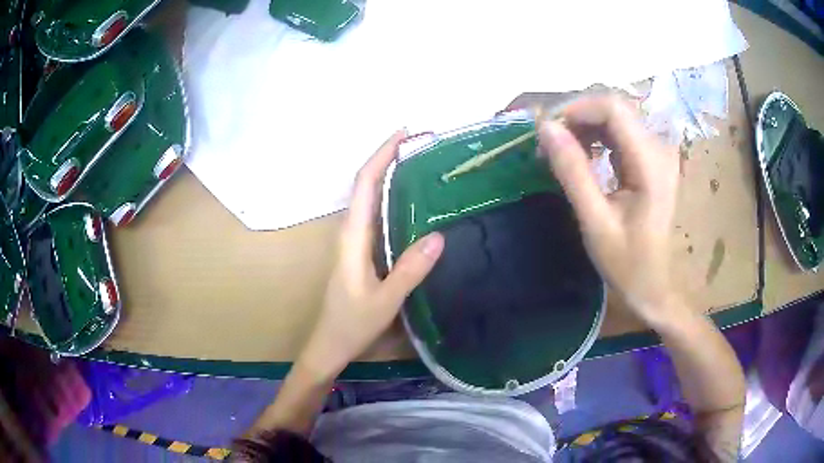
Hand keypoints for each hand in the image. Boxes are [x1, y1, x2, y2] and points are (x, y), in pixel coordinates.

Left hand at [298, 130, 444, 378]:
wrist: (329, 345)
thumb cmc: (352, 325)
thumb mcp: (385, 301)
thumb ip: (409, 270)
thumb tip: (438, 235)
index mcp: (353, 237)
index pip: (366, 184)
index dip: (382, 155)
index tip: (404, 134)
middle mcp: (351, 232)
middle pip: (367, 184)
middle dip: (389, 158)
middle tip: (421, 145)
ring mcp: (355, 242)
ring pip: (371, 199)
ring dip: (390, 176)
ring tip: (421, 164)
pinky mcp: (361, 253)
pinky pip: (377, 216)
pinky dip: (392, 199)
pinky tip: (412, 204)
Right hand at [537, 96, 680, 325]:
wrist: (652, 285)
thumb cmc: (627, 262)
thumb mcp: (595, 221)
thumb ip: (573, 172)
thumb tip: (545, 128)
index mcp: (651, 164)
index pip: (614, 109)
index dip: (578, 109)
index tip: (548, 131)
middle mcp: (659, 149)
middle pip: (615, 109)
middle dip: (578, 118)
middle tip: (550, 144)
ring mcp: (657, 153)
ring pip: (616, 118)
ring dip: (584, 127)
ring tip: (560, 152)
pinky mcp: (651, 159)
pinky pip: (620, 133)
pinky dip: (596, 138)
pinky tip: (581, 156)